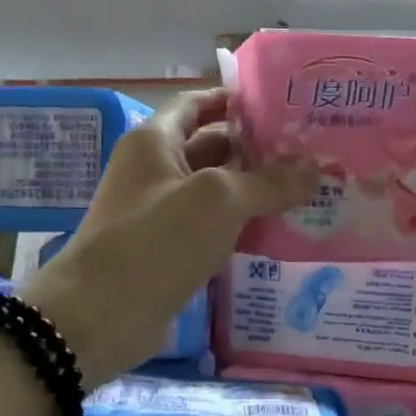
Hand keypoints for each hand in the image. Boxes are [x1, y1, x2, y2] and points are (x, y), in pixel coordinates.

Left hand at [21, 89, 316, 381]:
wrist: (102, 315)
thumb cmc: (157, 240)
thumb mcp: (219, 200)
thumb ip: (268, 181)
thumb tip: (314, 169)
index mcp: (154, 142)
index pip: (197, 103)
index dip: (235, 100)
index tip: (281, 106)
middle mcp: (155, 171)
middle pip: (212, 148)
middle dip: (258, 150)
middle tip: (310, 154)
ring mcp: (161, 214)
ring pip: (216, 193)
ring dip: (255, 192)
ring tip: (308, 192)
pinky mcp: (170, 251)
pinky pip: (213, 229)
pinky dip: (243, 228)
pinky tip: (282, 233)